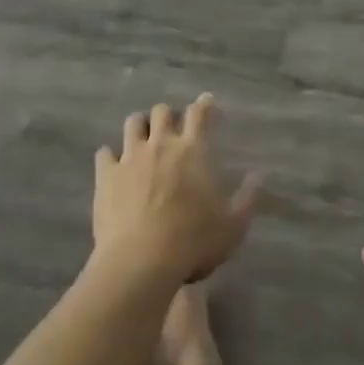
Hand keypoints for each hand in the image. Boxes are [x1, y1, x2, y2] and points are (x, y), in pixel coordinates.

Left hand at [93, 94, 258, 286]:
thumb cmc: (194, 242)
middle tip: (172, 130)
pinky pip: (104, 154)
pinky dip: (110, 156)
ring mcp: (131, 157)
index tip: (206, 101)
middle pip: (162, 111)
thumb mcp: (233, 226)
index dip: (203, 105)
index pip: (199, 114)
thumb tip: (258, 174)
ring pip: (133, 123)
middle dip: (168, 115)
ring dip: (140, 127)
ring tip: (143, 139)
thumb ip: (247, 198)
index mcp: (193, 150)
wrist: (141, 262)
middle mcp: (161, 144)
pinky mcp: (107, 175)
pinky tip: (112, 164)